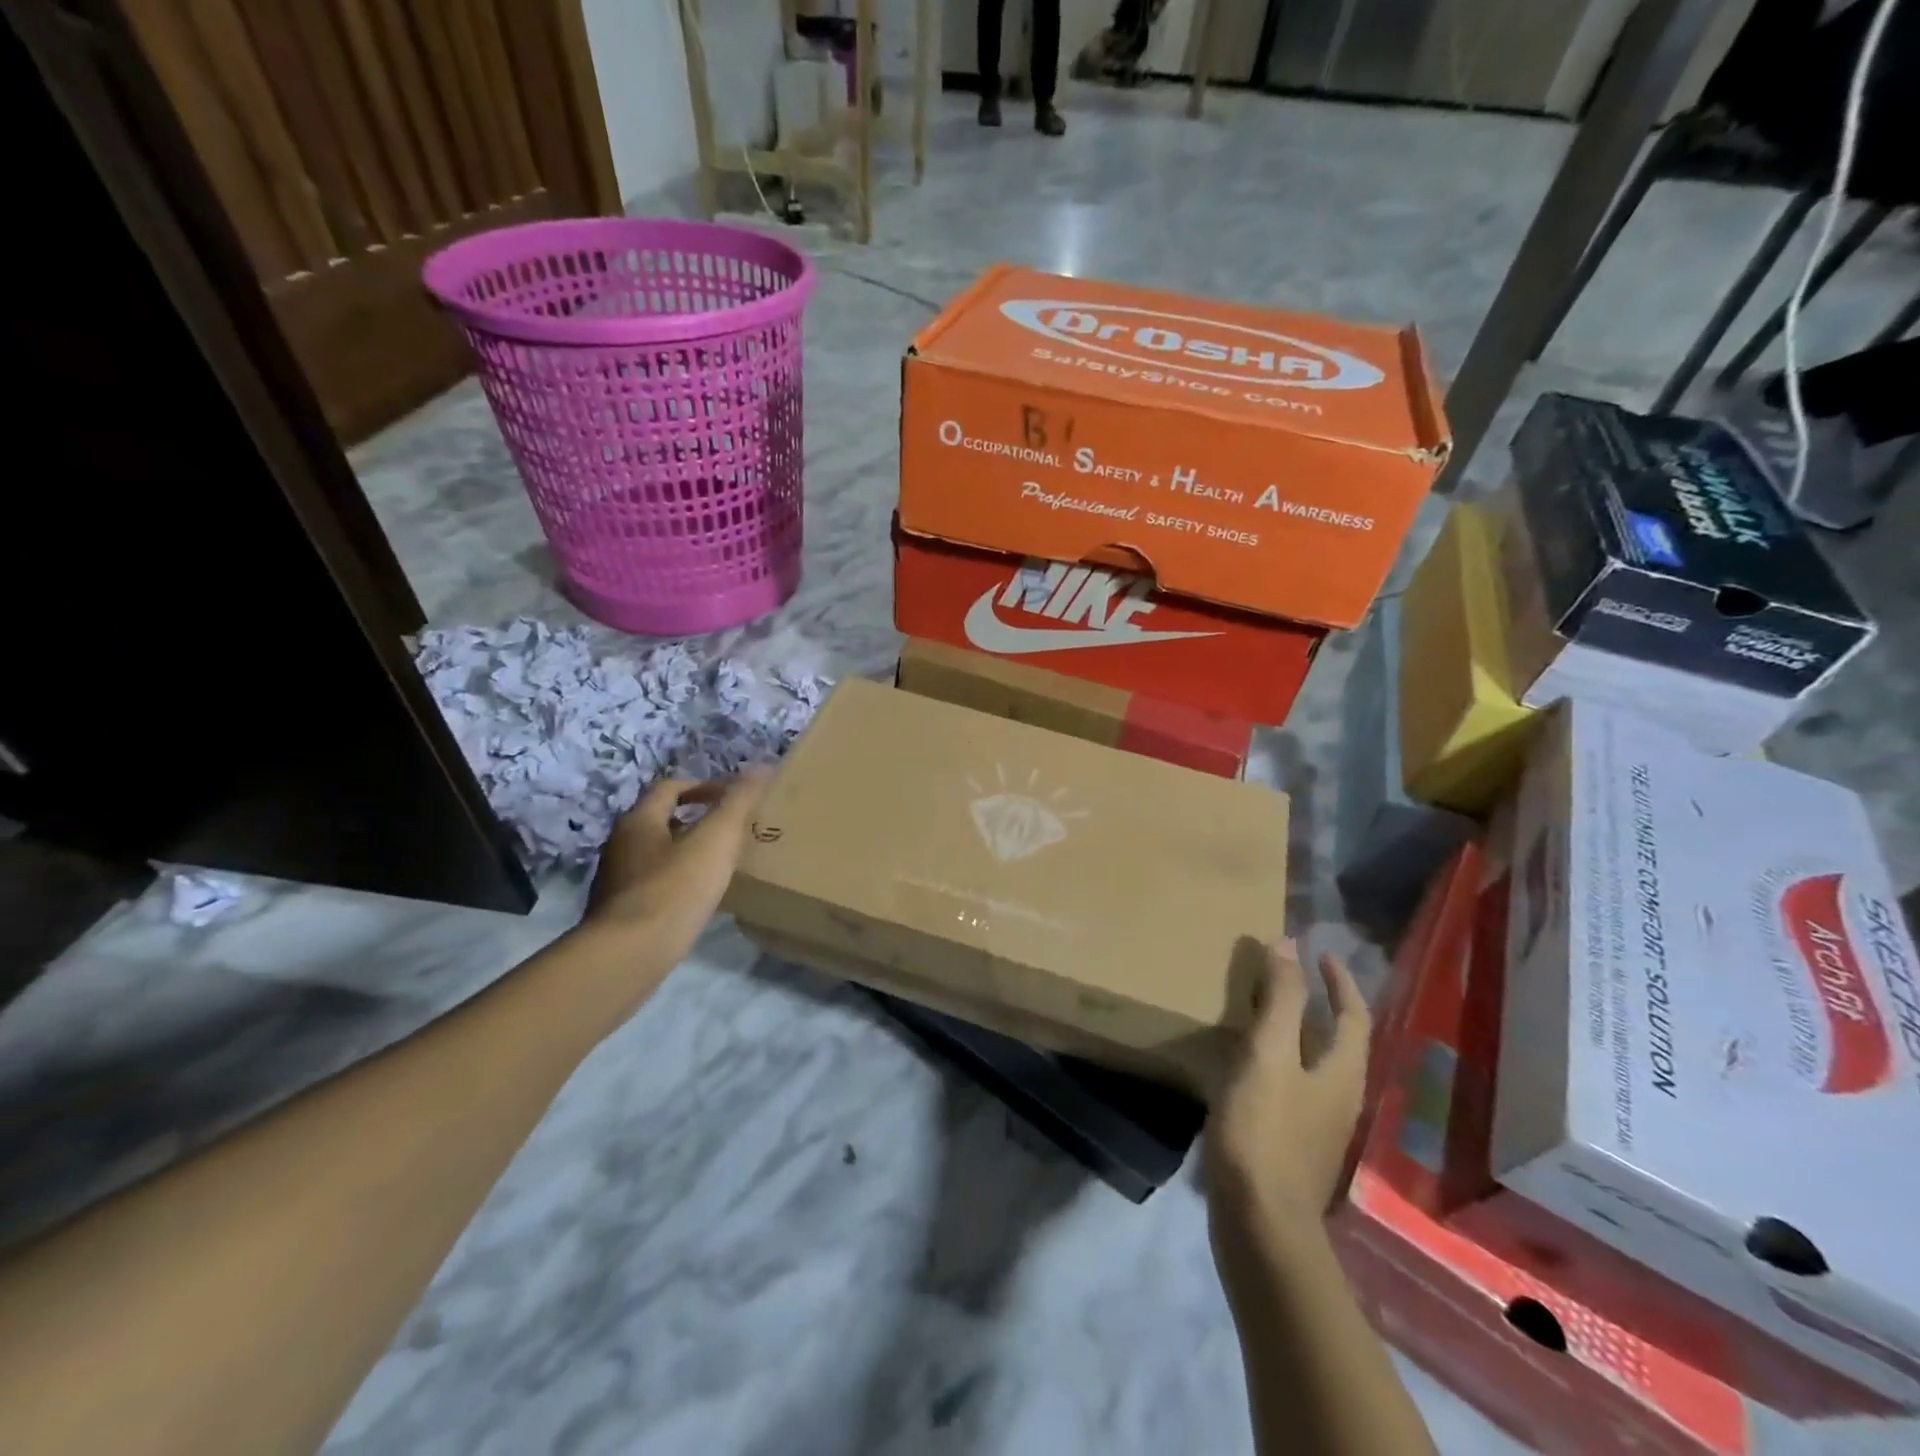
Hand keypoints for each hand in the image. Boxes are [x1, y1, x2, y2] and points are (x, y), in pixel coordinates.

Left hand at [581, 770, 769, 973]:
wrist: (628, 956)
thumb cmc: (675, 889)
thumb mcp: (716, 839)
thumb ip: (739, 802)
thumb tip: (762, 766)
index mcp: (639, 820)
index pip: (671, 787)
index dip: (704, 786)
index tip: (734, 798)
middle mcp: (620, 844)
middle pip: (661, 819)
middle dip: (696, 819)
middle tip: (731, 831)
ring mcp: (616, 881)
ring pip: (656, 854)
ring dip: (686, 852)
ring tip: (720, 866)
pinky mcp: (619, 913)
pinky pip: (654, 885)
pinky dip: (677, 882)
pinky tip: (698, 900)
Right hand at [1203, 943, 1371, 1235]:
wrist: (1259, 1221)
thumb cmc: (1265, 1129)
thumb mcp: (1270, 1054)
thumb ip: (1282, 1000)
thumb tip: (1290, 943)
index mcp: (1343, 1072)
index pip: (1353, 1015)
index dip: (1340, 981)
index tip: (1321, 952)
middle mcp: (1341, 1097)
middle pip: (1338, 1039)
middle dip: (1318, 1003)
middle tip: (1286, 974)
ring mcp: (1319, 1125)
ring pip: (1314, 1062)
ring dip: (1297, 1030)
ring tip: (1263, 1009)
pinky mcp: (1294, 1143)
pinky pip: (1293, 1084)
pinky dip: (1278, 1058)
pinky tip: (1248, 1062)